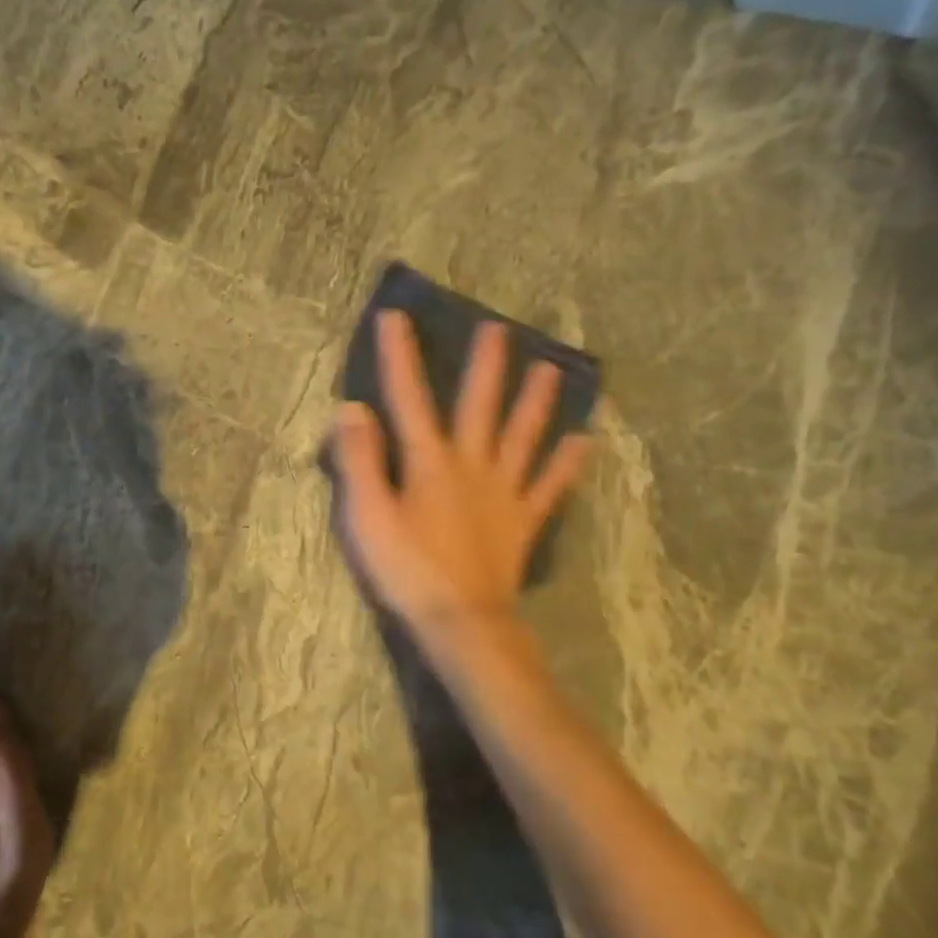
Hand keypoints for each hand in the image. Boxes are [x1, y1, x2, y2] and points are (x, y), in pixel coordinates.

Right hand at [329, 310, 590, 647]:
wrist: (461, 621)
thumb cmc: (406, 569)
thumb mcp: (366, 515)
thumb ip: (359, 460)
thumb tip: (353, 408)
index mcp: (429, 461)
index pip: (410, 398)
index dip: (400, 357)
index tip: (396, 317)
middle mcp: (472, 465)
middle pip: (480, 405)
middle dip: (486, 365)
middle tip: (500, 328)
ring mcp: (504, 492)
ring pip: (523, 436)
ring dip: (536, 401)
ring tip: (552, 369)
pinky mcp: (523, 521)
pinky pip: (549, 486)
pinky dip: (567, 463)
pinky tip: (584, 440)